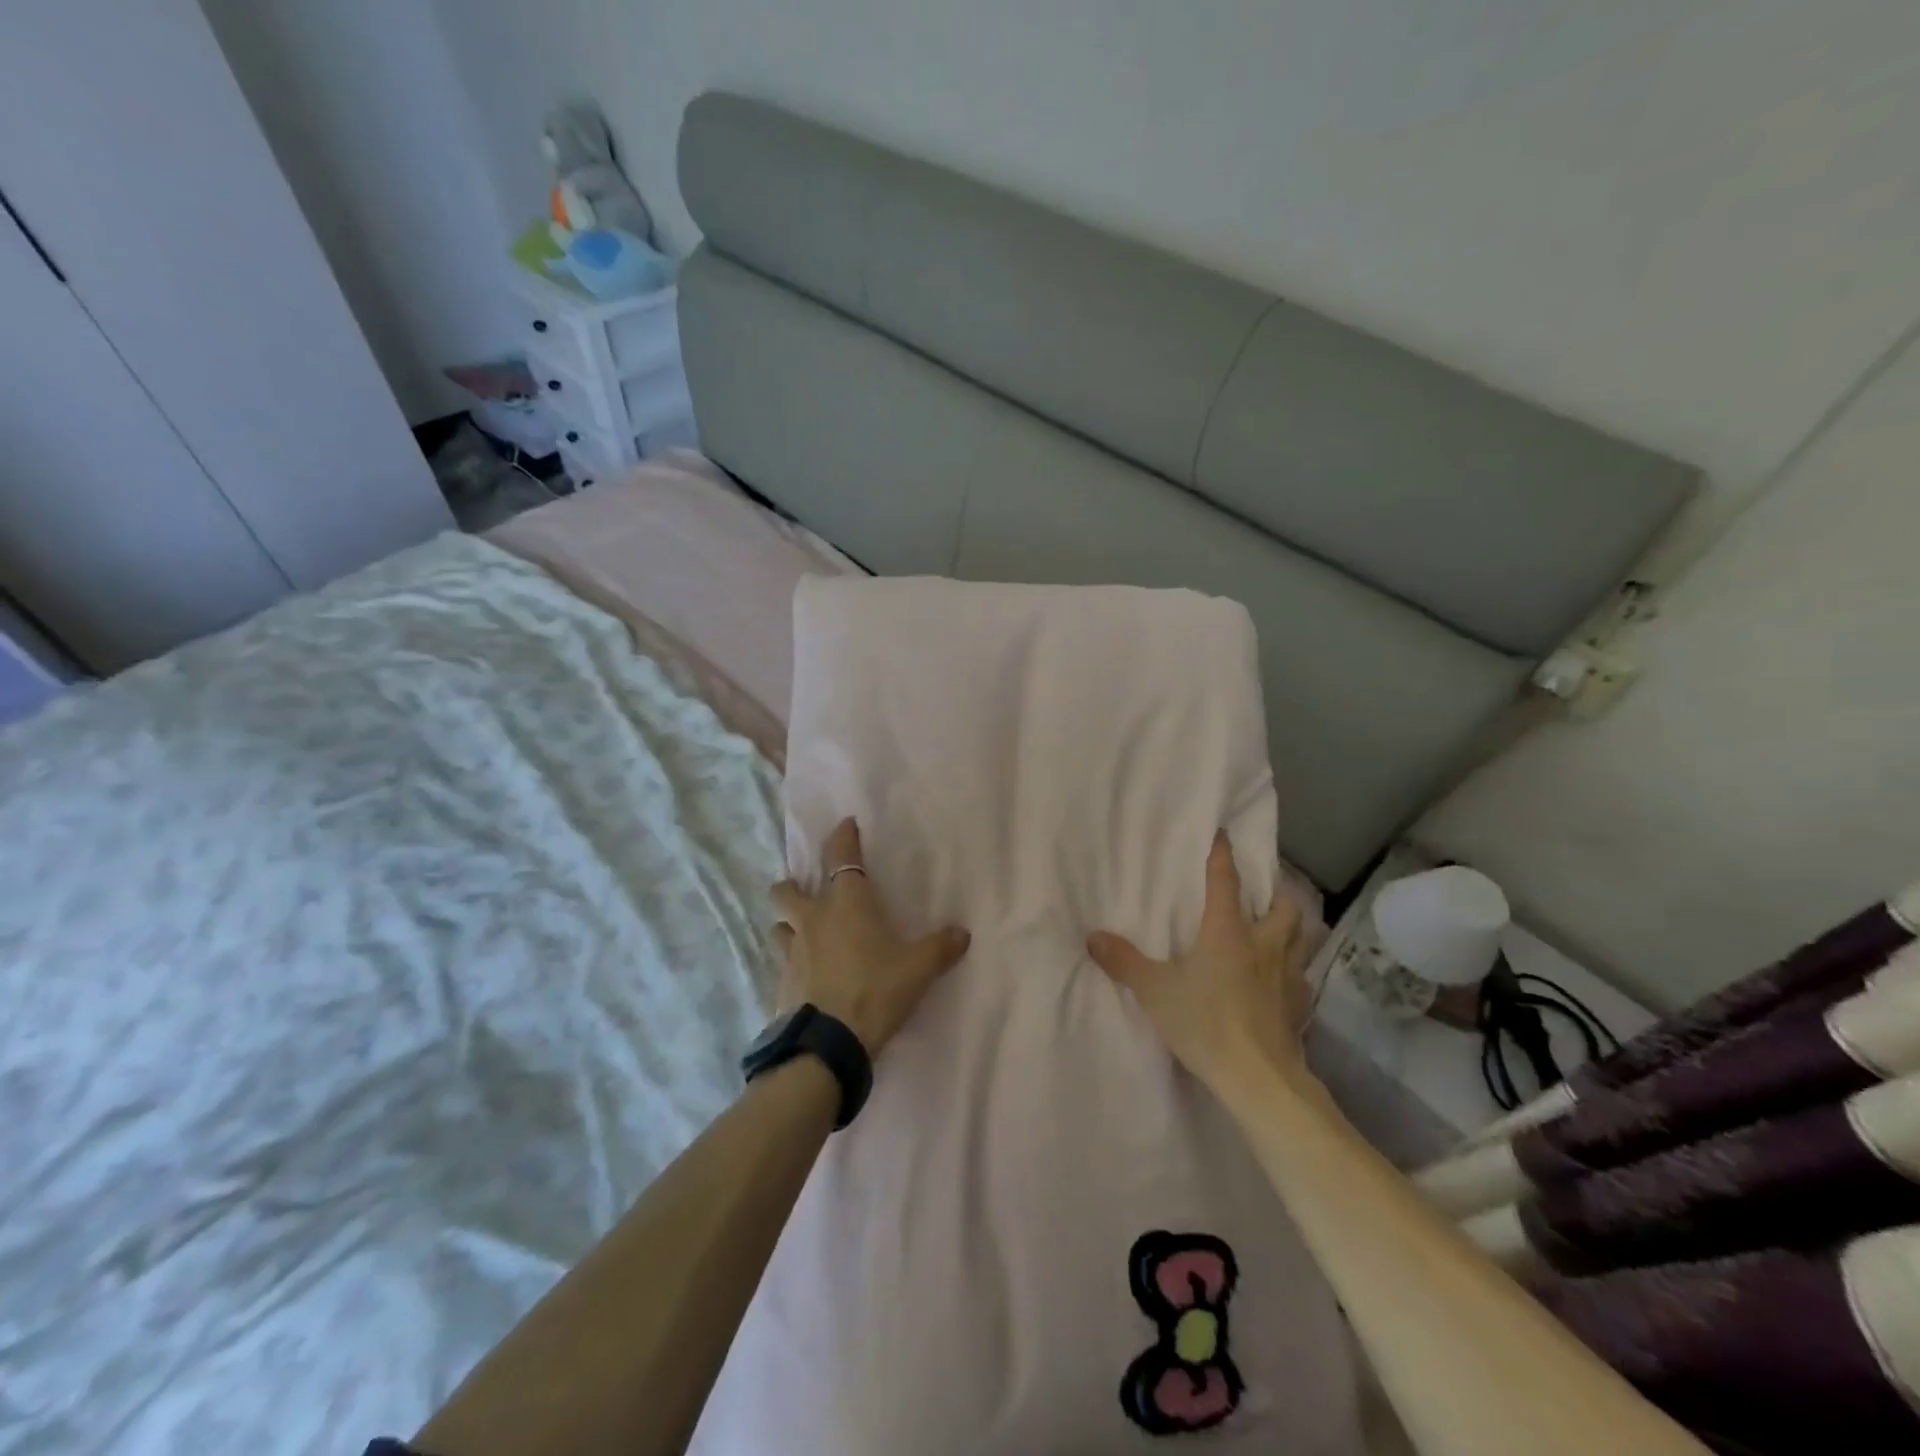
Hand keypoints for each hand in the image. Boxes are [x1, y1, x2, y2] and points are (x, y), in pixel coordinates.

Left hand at [771, 818, 971, 1057]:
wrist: (829, 1043)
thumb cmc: (876, 991)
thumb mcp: (918, 969)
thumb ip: (941, 948)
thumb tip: (962, 934)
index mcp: (846, 904)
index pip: (840, 857)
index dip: (842, 837)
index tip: (846, 825)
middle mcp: (813, 919)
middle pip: (787, 890)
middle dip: (794, 884)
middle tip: (807, 889)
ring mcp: (792, 951)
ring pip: (779, 925)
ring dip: (789, 923)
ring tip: (804, 933)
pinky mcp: (781, 982)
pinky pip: (782, 962)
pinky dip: (793, 962)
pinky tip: (806, 976)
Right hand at [1087, 831, 1315, 1093]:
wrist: (1259, 1078)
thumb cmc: (1206, 1023)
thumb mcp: (1156, 992)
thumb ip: (1125, 962)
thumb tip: (1092, 937)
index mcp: (1228, 933)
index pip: (1226, 882)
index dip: (1223, 856)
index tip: (1223, 834)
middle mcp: (1264, 945)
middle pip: (1284, 907)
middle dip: (1276, 894)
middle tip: (1263, 895)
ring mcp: (1289, 976)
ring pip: (1302, 938)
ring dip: (1293, 929)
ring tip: (1278, 932)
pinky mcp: (1301, 1007)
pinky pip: (1303, 978)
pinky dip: (1294, 972)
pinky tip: (1281, 983)